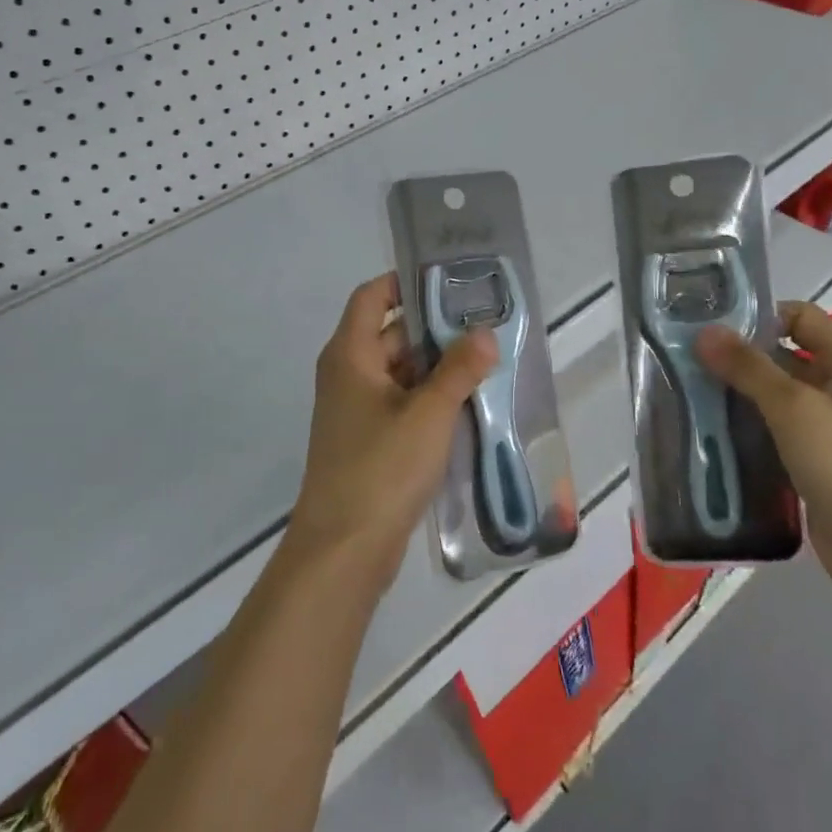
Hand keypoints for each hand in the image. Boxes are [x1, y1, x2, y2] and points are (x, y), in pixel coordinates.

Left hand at [289, 274, 496, 589]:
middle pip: (392, 334)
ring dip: (438, 368)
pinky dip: (430, 399)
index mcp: (351, 355)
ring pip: (401, 372)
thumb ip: (459, 370)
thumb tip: (485, 332)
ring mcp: (357, 410)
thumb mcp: (428, 414)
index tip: (450, 281)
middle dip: (436, 330)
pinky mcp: (370, 441)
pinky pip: (402, 404)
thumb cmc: (381, 469)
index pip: (372, 296)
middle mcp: (349, 374)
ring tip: (487, 362)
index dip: (405, 282)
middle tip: (486, 325)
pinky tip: (469, 405)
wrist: (344, 550)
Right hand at [697, 301, 831, 602]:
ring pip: (778, 397)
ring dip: (740, 395)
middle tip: (690, 360)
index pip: (802, 317)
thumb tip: (705, 332)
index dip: (760, 315)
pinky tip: (712, 431)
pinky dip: (749, 428)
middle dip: (741, 357)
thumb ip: (749, 368)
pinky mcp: (817, 462)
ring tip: (691, 393)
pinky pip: (777, 432)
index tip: (713, 327)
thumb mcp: (795, 408)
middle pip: (787, 356)